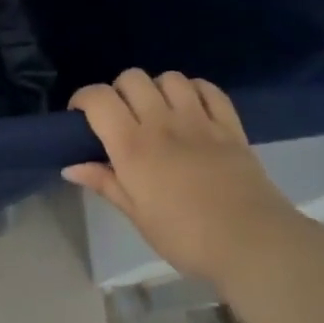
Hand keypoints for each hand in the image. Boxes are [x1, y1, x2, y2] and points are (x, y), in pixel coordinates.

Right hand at [64, 70, 305, 282]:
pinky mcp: (231, 125)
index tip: (81, 116)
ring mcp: (200, 120)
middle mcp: (163, 123)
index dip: (83, 98)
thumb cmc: (185, 237)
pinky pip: (209, 89)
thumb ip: (105, 183)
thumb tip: (71, 167)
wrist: (252, 244)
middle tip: (121, 117)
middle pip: (132, 78)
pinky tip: (191, 108)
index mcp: (133, 147)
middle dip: (118, 91)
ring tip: (157, 111)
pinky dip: (194, 90)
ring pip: (170, 78)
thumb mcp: (137, 215)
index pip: (99, 99)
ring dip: (157, 88)